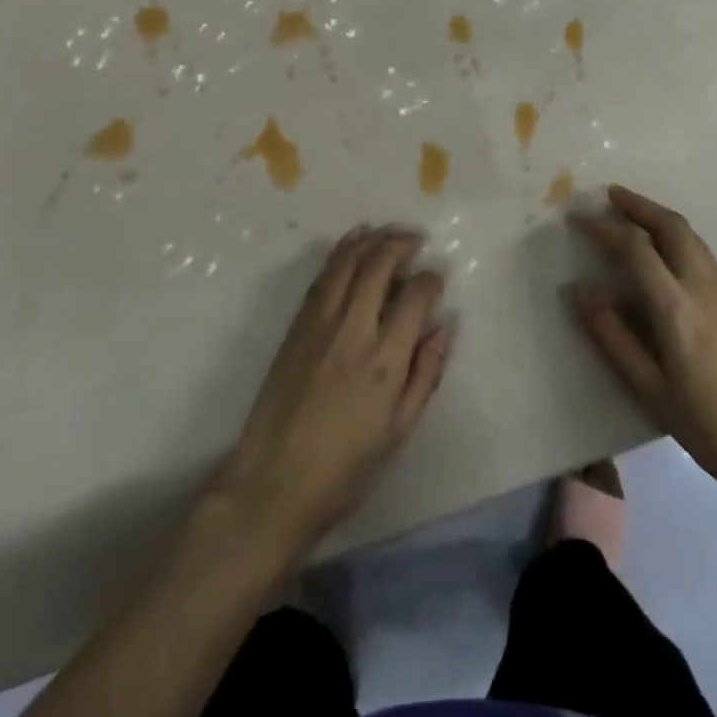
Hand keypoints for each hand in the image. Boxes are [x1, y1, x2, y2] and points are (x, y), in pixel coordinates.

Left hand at [215, 225, 449, 552]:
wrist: (273, 483)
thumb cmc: (345, 467)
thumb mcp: (399, 431)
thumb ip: (425, 374)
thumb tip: (443, 327)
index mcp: (384, 359)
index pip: (415, 296)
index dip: (431, 280)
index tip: (436, 280)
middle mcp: (353, 328)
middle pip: (379, 265)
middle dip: (402, 244)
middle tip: (416, 241)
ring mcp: (320, 322)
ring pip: (348, 261)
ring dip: (371, 239)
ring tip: (389, 233)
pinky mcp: (297, 324)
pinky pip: (323, 275)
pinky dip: (342, 251)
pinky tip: (354, 244)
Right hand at [570, 185, 716, 495]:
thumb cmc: (703, 425)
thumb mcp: (648, 387)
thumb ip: (613, 336)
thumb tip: (582, 291)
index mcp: (677, 309)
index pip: (636, 249)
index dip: (605, 229)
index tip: (579, 220)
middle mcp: (705, 288)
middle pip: (672, 226)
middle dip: (639, 205)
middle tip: (610, 195)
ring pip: (692, 237)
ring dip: (660, 217)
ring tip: (633, 214)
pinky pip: (704, 255)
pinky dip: (678, 238)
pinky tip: (665, 254)